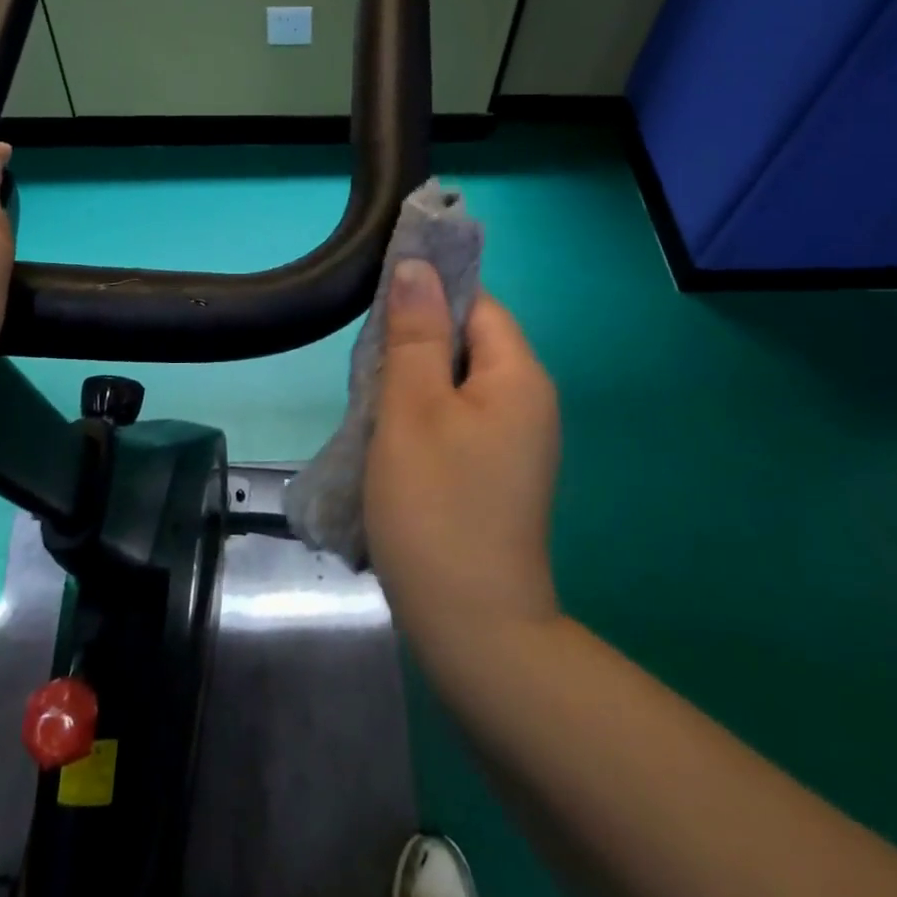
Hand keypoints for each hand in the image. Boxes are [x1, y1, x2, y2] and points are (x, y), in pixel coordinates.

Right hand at [365, 261, 561, 669]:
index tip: (378, 310)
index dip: (429, 294)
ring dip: (414, 384)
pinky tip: (392, 441)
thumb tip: (417, 265)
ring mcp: (516, 441)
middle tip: (367, 367)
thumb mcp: (413, 409)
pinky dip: (424, 418)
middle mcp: (529, 401)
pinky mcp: (498, 473)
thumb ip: (415, 332)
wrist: (473, 631)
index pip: (476, 302)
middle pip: (468, 341)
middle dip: (415, 344)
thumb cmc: (436, 508)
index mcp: (518, 375)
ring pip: (458, 383)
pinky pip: (460, 419)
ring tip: (372, 405)